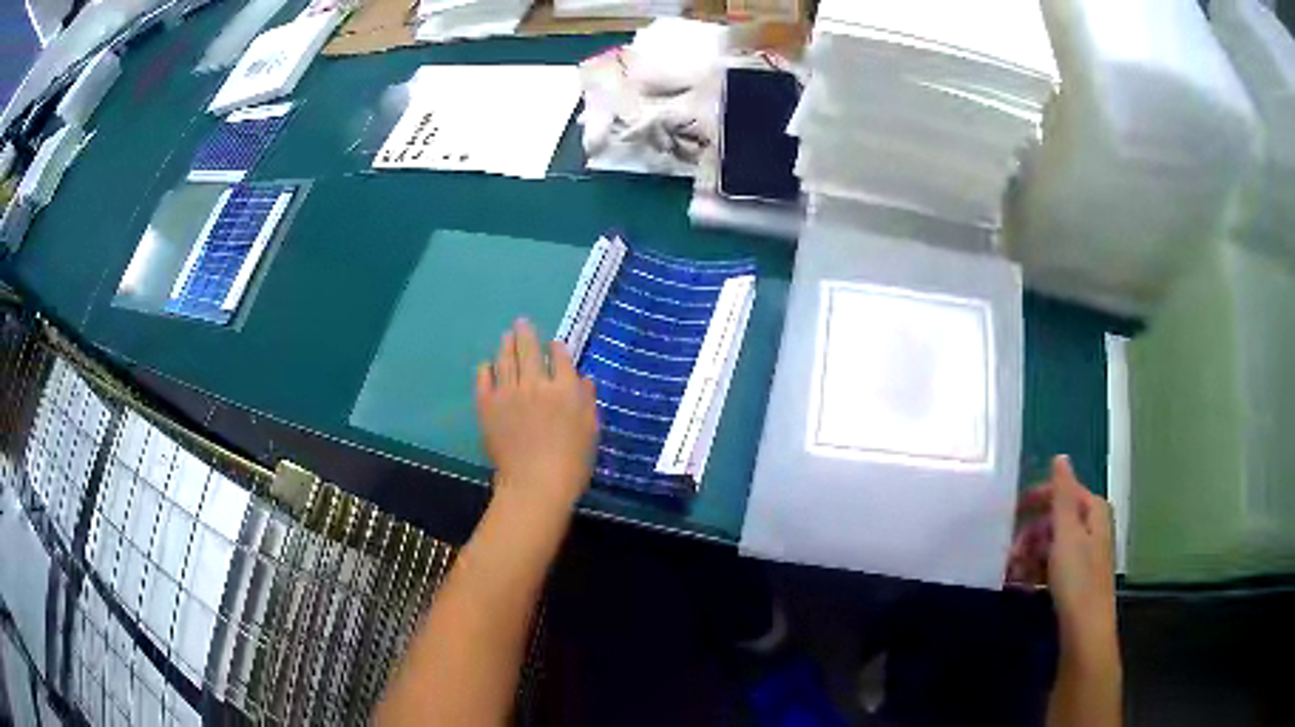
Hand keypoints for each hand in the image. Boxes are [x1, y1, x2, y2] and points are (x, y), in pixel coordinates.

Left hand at [475, 319, 598, 509]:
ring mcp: (508, 393)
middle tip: (521, 323)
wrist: (535, 485)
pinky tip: (487, 365)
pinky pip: (484, 379)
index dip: (556, 348)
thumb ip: (587, 401)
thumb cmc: (572, 463)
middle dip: (526, 333)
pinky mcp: (488, 406)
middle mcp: (536, 384)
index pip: (560, 357)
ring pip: (505, 359)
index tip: (554, 345)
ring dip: (506, 344)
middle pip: (529, 350)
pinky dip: (486, 369)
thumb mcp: (590, 431)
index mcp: (565, 389)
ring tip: (507, 336)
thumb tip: (584, 379)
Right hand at [1009, 456, 1116, 643]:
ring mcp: (1084, 558)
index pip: (1066, 492)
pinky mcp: (1075, 582)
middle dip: (1031, 532)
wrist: (1084, 631)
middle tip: (1009, 550)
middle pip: (1057, 520)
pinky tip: (1020, 585)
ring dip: (1029, 555)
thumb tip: (1061, 457)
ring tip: (1010, 573)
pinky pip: (1052, 568)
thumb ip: (1062, 495)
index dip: (1040, 497)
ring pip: (1052, 546)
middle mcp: (1092, 530)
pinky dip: (1035, 572)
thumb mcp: (1067, 533)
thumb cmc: (1077, 578)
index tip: (1014, 509)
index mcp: (1094, 513)